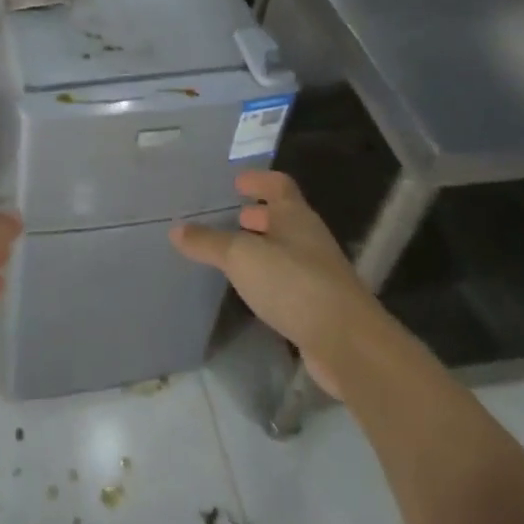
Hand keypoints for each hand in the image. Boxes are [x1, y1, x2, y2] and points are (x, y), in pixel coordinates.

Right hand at [170, 171, 374, 401]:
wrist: (347, 343)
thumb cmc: (293, 283)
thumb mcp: (241, 257)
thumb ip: (208, 243)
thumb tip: (177, 229)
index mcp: (295, 216)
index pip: (279, 185)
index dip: (258, 181)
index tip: (236, 182)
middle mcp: (309, 239)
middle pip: (283, 217)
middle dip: (257, 216)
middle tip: (229, 218)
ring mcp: (317, 273)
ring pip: (285, 250)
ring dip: (262, 248)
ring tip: (231, 254)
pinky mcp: (318, 305)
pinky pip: (287, 281)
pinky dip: (268, 278)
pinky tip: (250, 290)